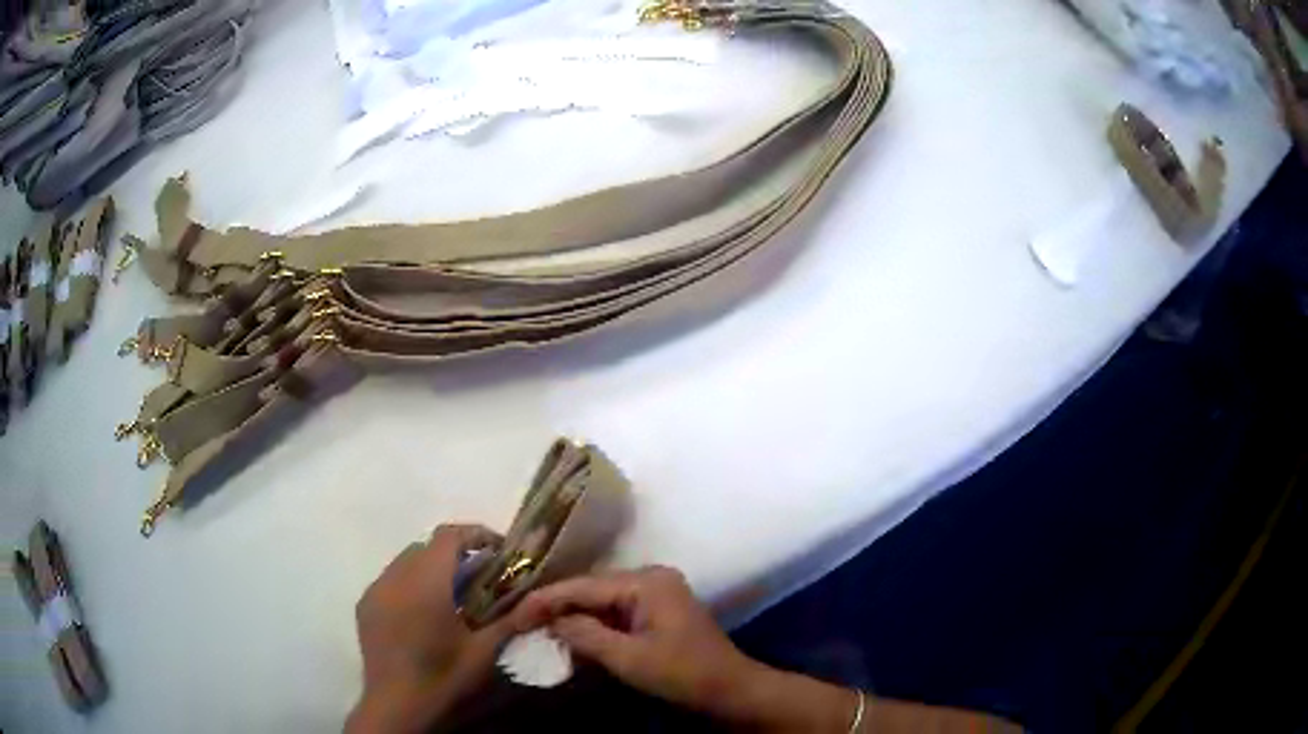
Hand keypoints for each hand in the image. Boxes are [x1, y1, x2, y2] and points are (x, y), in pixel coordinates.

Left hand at [347, 524, 513, 733]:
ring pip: (404, 561)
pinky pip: (389, 580)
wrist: (396, 704)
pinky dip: (408, 583)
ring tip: (449, 596)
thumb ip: (509, 620)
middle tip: (478, 578)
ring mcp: (375, 590)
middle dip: (454, 553)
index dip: (475, 534)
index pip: (449, 535)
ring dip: (429, 568)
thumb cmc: (443, 676)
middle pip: (426, 546)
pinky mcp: (364, 605)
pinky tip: (421, 613)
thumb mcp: (484, 651)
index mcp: (427, 583)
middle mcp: (396, 577)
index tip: (498, 550)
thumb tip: (538, 601)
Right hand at [511, 566, 786, 720]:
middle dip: (556, 607)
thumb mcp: (628, 659)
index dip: (545, 600)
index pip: (583, 585)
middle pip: (590, 589)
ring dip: (573, 617)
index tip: (513, 615)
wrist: (730, 690)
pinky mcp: (657, 611)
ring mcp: (655, 593)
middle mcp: (650, 577)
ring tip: (537, 629)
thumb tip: (551, 620)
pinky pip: (615, 613)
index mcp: (646, 581)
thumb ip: (585, 635)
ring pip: (600, 601)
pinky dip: (593, 626)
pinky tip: (572, 637)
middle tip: (520, 622)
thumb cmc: (682, 673)